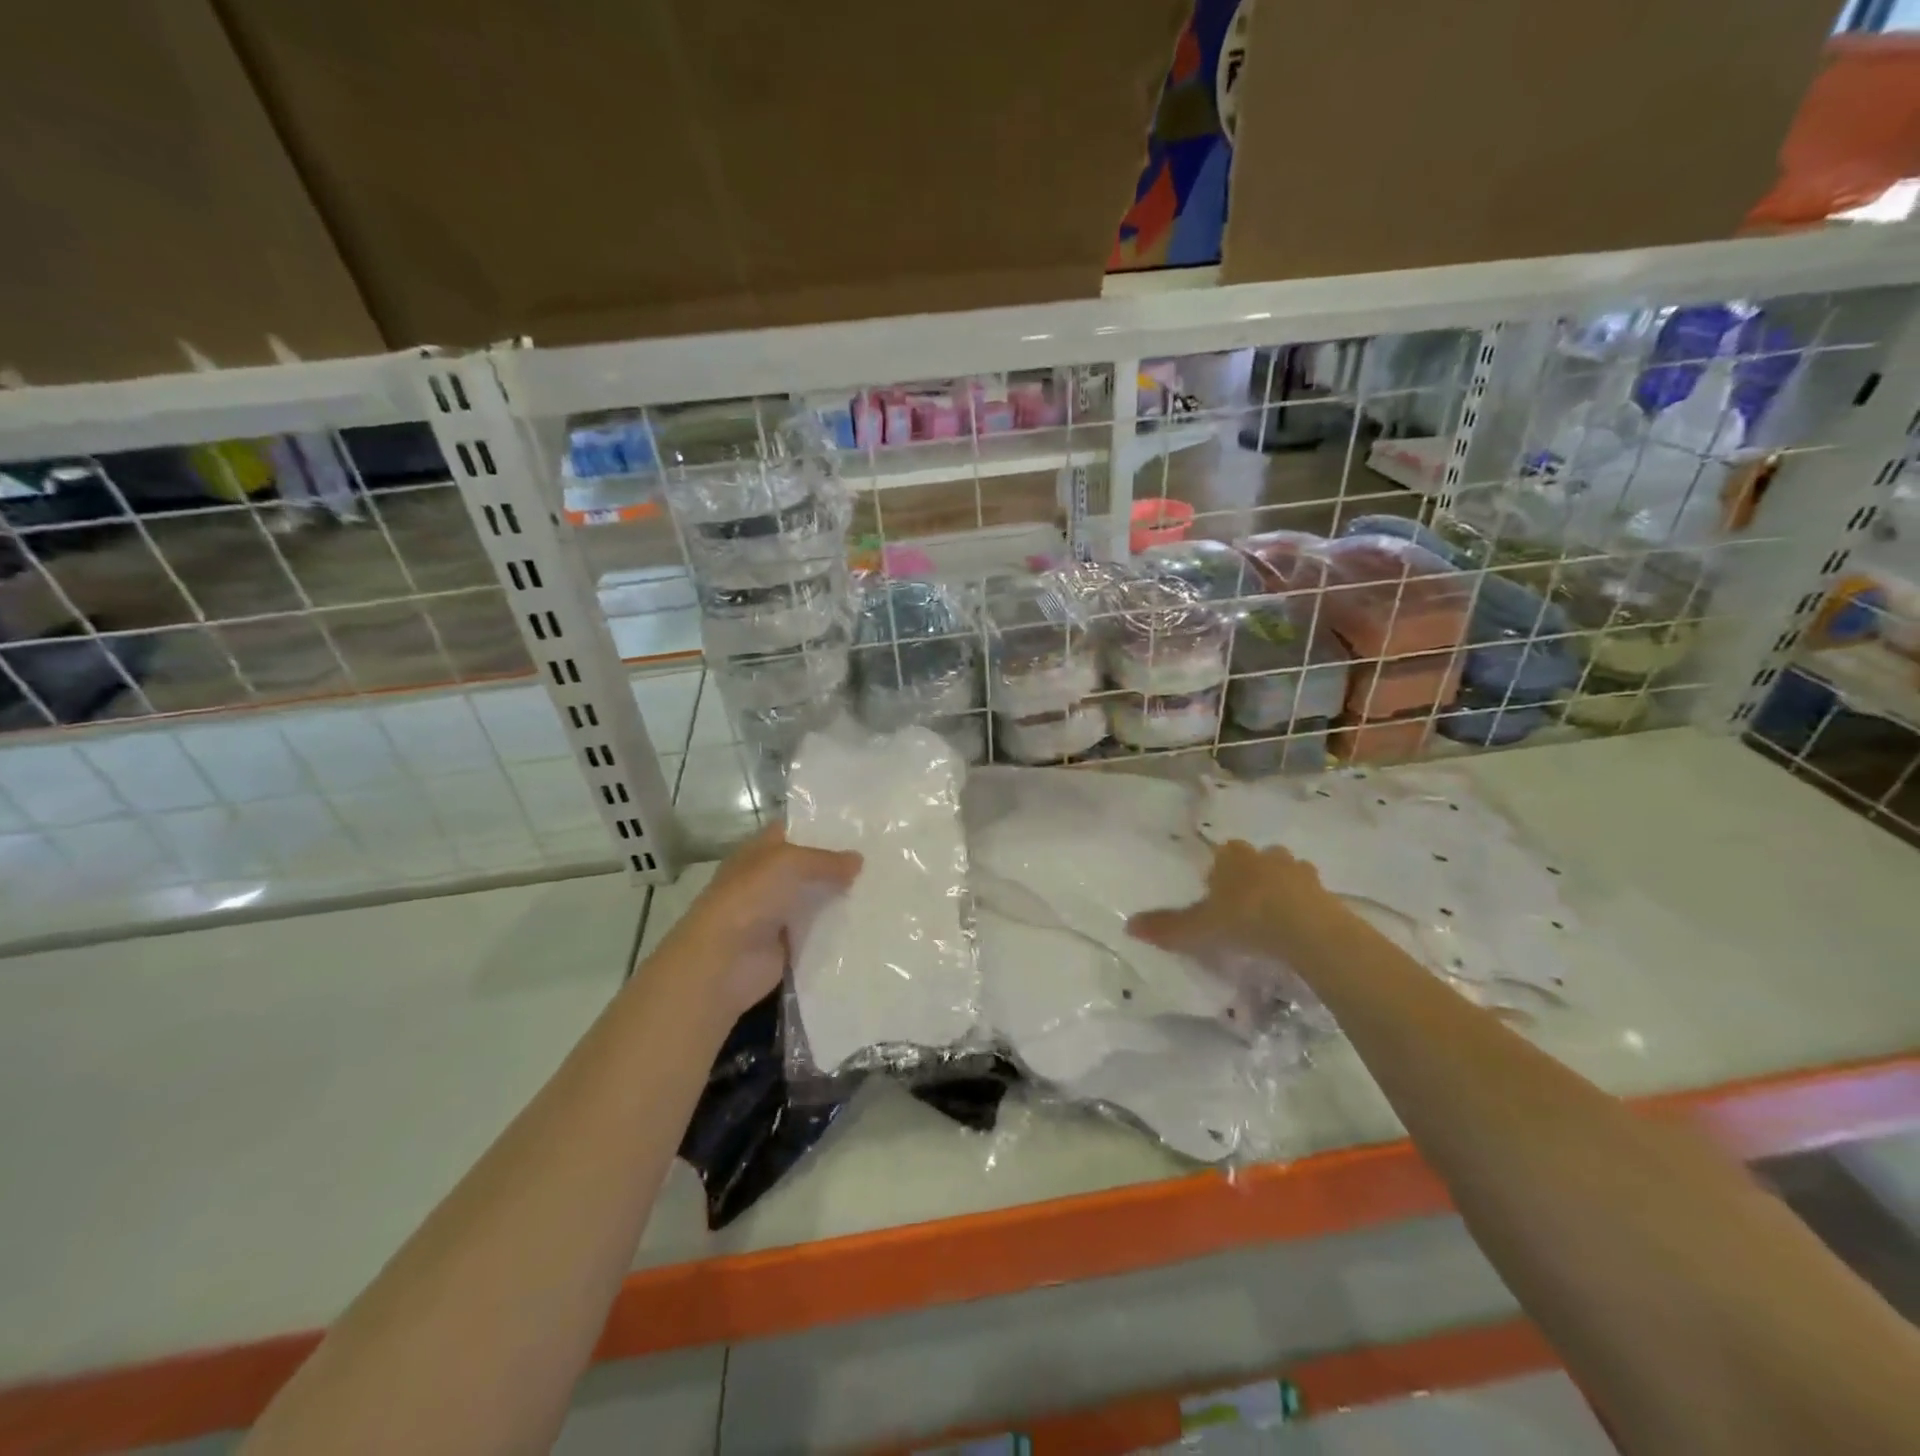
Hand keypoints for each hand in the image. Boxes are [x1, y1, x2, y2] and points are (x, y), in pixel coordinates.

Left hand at [654, 823, 861, 1021]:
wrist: (724, 961)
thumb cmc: (750, 898)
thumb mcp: (789, 863)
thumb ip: (826, 860)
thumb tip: (859, 860)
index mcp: (758, 853)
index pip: (792, 831)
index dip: (820, 827)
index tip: (858, 826)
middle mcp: (767, 880)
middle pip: (808, 867)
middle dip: (839, 863)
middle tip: (880, 857)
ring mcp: (777, 914)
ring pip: (817, 899)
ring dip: (842, 897)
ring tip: (883, 887)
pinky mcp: (789, 945)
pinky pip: (820, 932)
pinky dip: (839, 929)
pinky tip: (870, 921)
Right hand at [1127, 839, 1350, 978]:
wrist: (1307, 930)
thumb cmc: (1245, 919)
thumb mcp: (1199, 928)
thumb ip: (1166, 927)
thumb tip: (1127, 926)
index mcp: (1232, 857)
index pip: (1223, 853)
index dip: (1220, 871)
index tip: (1217, 894)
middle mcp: (1265, 855)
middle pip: (1256, 860)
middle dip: (1251, 876)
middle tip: (1244, 906)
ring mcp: (1299, 871)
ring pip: (1286, 873)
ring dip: (1280, 888)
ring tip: (1274, 918)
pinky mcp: (1325, 891)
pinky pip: (1310, 895)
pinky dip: (1304, 906)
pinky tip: (1298, 929)